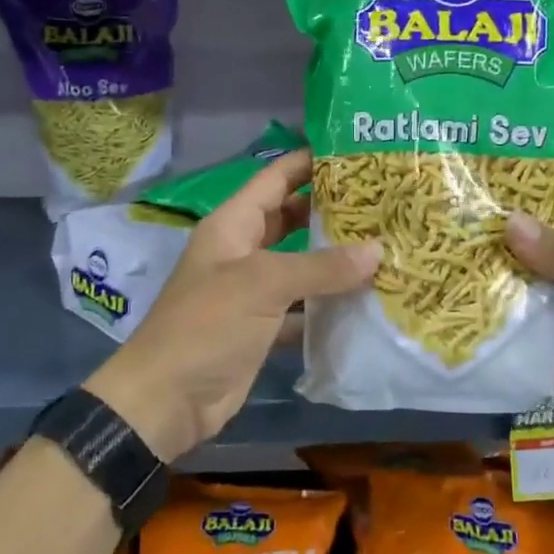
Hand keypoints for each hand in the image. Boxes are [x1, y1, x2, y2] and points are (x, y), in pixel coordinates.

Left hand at [85, 148, 379, 462]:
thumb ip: (320, 266)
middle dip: (332, 209)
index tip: (357, 153)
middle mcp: (243, 250)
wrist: (166, 401)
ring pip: (301, 264)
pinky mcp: (262, 327)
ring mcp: (252, 291)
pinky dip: (329, 304)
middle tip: (383, 202)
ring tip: (386, 245)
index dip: (311, 161)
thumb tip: (377, 250)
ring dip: (336, 259)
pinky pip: (303, 307)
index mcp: (233, 224)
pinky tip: (368, 300)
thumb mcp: (262, 285)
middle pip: (292, 218)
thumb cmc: (206, 326)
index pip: (276, 178)